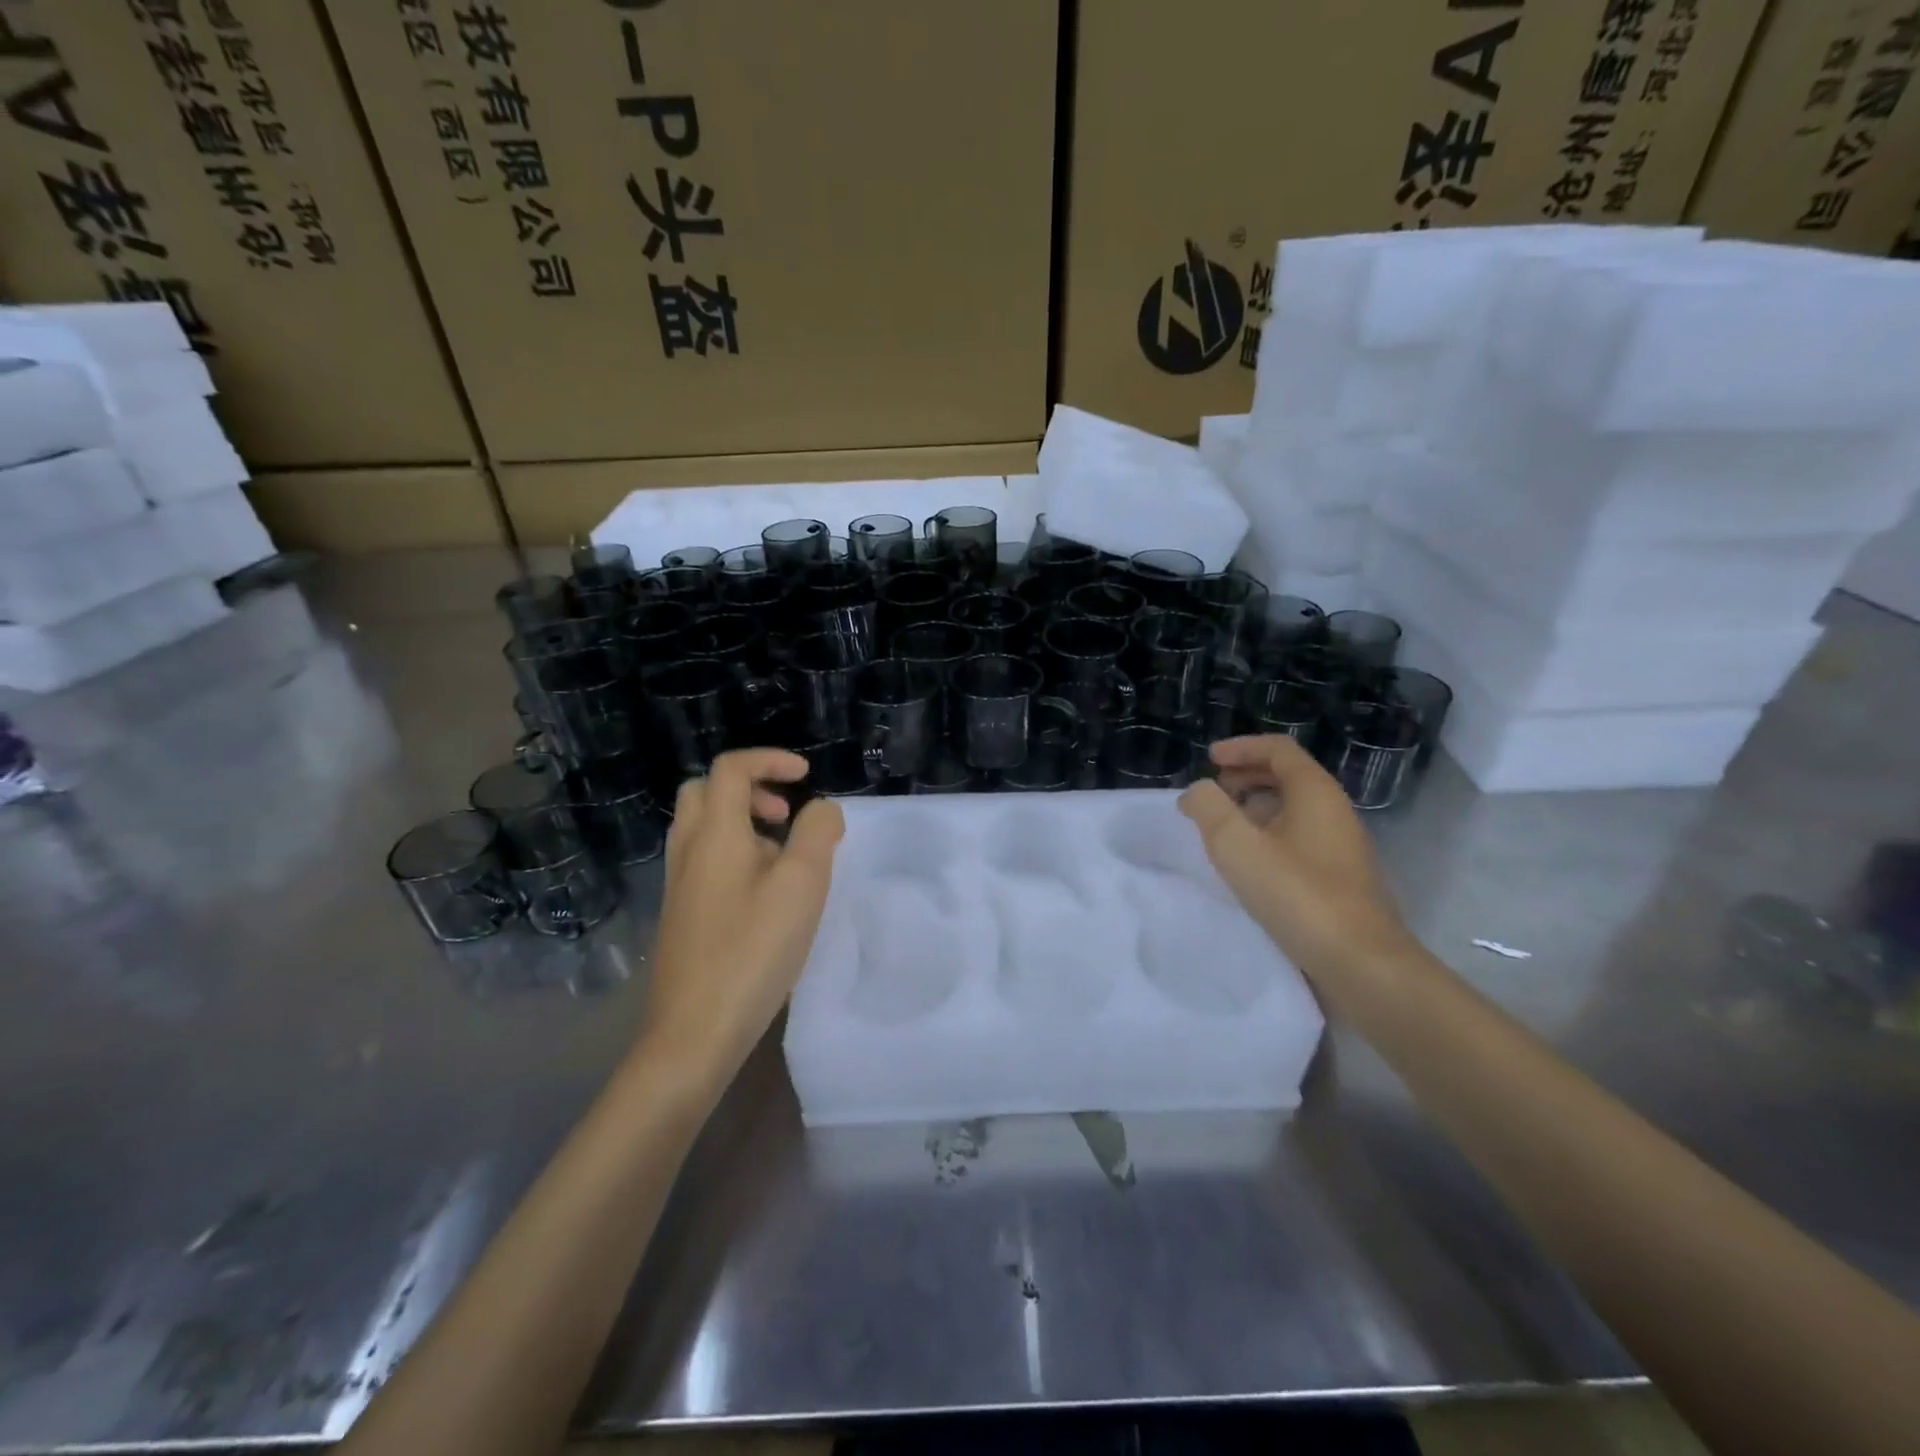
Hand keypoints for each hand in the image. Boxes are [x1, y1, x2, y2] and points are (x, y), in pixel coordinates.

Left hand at [642, 749, 843, 1093]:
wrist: (694, 1032)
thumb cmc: (753, 950)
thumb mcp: (802, 885)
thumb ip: (818, 834)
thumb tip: (822, 809)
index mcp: (714, 833)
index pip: (731, 768)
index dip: (770, 760)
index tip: (806, 777)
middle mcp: (688, 850)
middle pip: (706, 791)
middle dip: (750, 788)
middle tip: (786, 815)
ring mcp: (678, 885)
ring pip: (703, 828)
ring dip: (743, 822)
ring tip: (784, 856)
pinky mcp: (680, 915)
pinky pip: (704, 860)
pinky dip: (734, 853)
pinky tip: (765, 894)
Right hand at [1178, 735, 1419, 982]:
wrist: (1362, 964)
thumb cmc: (1298, 895)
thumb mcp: (1237, 846)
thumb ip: (1209, 809)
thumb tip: (1198, 792)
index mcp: (1315, 793)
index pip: (1279, 749)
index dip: (1241, 747)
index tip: (1209, 759)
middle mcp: (1334, 812)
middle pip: (1288, 776)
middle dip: (1246, 777)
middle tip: (1213, 793)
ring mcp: (1341, 847)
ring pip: (1293, 810)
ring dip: (1255, 808)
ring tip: (1223, 829)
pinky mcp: (1340, 879)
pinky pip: (1299, 839)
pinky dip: (1269, 836)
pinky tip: (1250, 865)